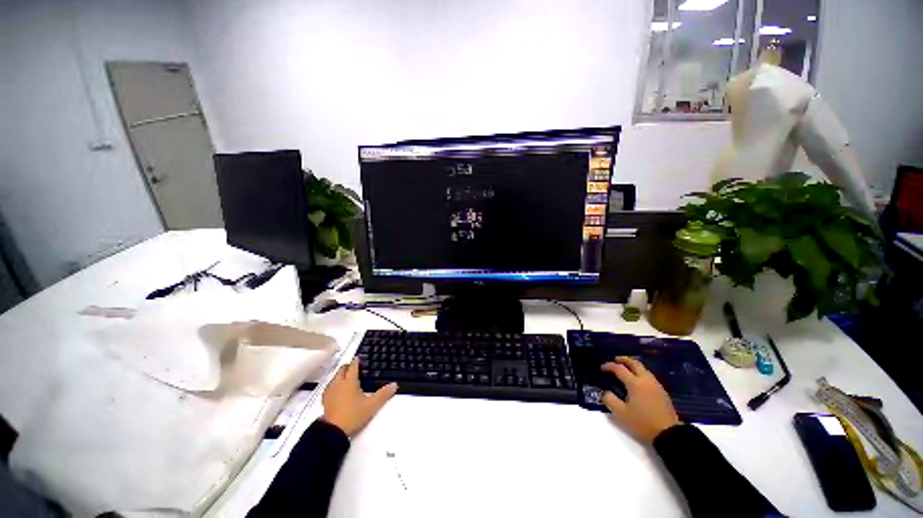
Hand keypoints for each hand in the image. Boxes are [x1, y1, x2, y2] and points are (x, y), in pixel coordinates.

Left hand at [321, 358, 397, 436]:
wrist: (333, 432)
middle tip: (356, 368)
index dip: (357, 361)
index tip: (360, 358)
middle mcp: (338, 383)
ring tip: (348, 378)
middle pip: (342, 369)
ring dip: (341, 375)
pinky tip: (338, 390)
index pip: (353, 366)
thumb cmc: (353, 415)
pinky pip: (330, 386)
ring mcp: (330, 391)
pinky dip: (335, 384)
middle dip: (348, 366)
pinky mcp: (325, 400)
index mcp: (350, 381)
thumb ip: (383, 394)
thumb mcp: (371, 406)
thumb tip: (394, 385)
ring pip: (335, 377)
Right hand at [600, 356, 680, 443]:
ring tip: (626, 369)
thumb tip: (605, 392)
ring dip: (633, 366)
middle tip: (615, 360)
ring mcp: (656, 386)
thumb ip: (610, 400)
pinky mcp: (662, 393)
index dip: (609, 366)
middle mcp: (646, 380)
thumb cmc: (642, 423)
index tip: (601, 368)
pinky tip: (638, 381)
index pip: (619, 369)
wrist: (669, 435)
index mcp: (634, 383)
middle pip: (634, 363)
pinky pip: (649, 376)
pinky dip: (641, 373)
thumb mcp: (621, 414)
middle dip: (624, 360)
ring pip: (644, 369)